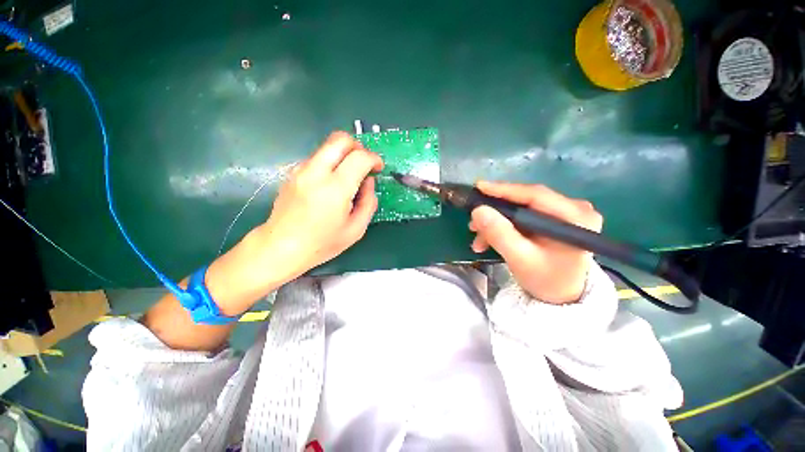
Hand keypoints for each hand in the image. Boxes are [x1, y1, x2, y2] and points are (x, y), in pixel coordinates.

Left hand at [255, 131, 382, 280]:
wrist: (280, 247)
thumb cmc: (322, 243)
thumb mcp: (356, 229)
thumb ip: (369, 202)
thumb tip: (368, 181)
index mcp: (335, 189)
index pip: (359, 157)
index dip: (374, 158)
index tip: (378, 168)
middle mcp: (316, 172)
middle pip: (340, 139)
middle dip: (358, 147)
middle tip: (364, 164)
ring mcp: (301, 170)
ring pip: (327, 146)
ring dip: (344, 154)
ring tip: (349, 176)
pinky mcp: (293, 172)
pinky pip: (318, 157)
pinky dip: (331, 162)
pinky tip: (332, 183)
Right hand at [468, 181, 602, 303]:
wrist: (562, 296)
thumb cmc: (546, 280)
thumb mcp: (520, 259)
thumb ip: (499, 234)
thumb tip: (478, 211)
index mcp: (576, 217)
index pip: (535, 195)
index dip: (504, 190)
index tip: (478, 187)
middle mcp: (574, 208)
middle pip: (525, 201)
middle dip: (495, 213)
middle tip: (472, 223)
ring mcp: (564, 213)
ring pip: (520, 209)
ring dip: (496, 223)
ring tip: (478, 240)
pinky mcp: (553, 219)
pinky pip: (522, 216)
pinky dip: (503, 226)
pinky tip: (488, 240)